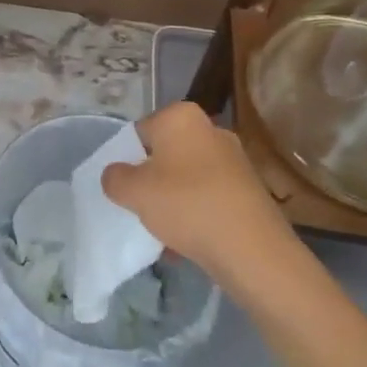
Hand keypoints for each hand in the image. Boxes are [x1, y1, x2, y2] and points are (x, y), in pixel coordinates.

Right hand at [101, 101, 296, 284]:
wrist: (252, 249)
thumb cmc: (186, 205)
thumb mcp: (133, 191)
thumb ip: (114, 178)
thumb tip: (117, 175)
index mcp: (180, 116)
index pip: (139, 132)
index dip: (126, 160)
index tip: (125, 188)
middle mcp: (210, 128)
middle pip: (165, 154)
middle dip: (152, 180)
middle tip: (141, 207)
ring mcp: (234, 158)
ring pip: (187, 178)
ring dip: (173, 200)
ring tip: (164, 232)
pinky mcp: (249, 188)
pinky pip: (209, 197)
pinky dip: (197, 213)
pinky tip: (188, 242)